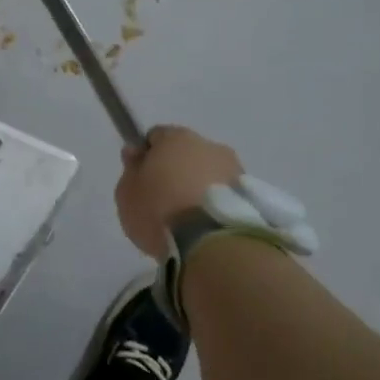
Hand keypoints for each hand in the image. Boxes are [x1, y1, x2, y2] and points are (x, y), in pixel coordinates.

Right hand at [114, 125, 244, 256]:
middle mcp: (209, 145)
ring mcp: (234, 168)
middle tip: (164, 200)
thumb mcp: (127, 193)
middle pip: (186, 153)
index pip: (156, 136)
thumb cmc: (160, 210)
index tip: (141, 178)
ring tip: (189, 218)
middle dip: (177, 170)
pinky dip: (216, 203)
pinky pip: (225, 193)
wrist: (211, 243)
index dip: (147, 155)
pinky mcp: (251, 194)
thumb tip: (136, 152)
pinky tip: (207, 225)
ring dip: (200, 186)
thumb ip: (131, 169)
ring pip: (209, 172)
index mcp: (176, 137)